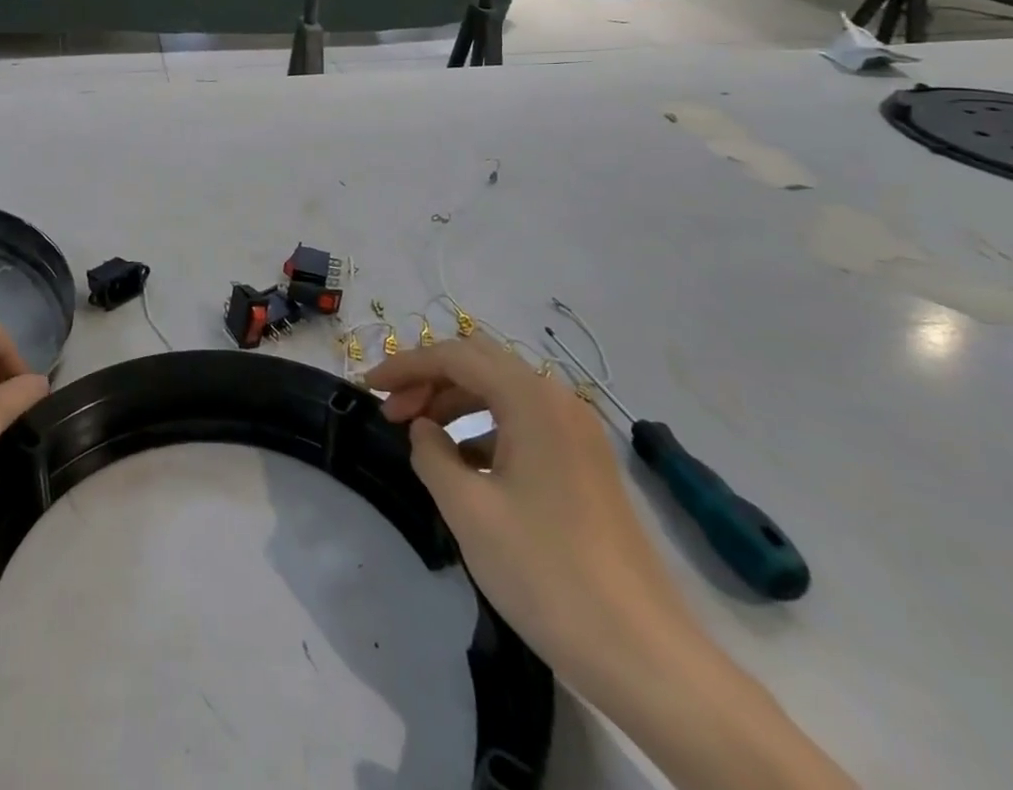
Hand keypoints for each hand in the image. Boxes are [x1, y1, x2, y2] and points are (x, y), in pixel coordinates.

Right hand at [366, 334, 695, 700]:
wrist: (645, 656)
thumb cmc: (546, 572)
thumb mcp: (468, 509)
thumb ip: (431, 454)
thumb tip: (423, 430)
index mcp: (531, 399)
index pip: (454, 356)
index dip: (404, 366)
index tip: (367, 388)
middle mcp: (558, 401)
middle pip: (479, 364)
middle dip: (429, 379)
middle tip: (393, 413)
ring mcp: (577, 432)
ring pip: (501, 392)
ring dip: (455, 402)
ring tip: (421, 438)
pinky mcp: (585, 463)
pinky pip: (524, 423)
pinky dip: (485, 429)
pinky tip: (464, 466)